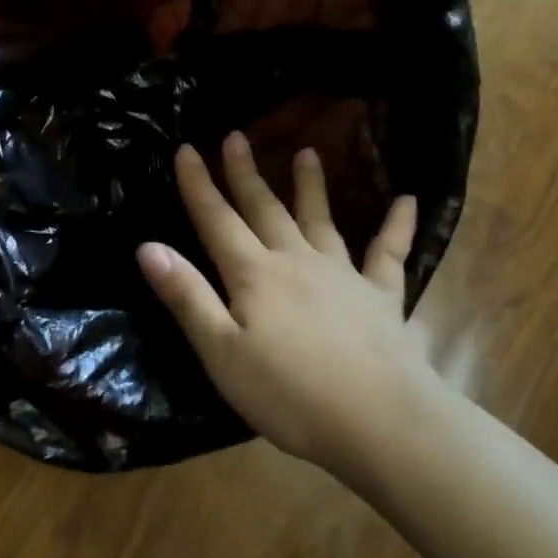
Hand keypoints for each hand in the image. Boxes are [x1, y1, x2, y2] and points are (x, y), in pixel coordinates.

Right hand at [137, 133, 444, 474]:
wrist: (379, 421)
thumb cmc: (288, 394)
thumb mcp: (221, 352)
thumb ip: (186, 296)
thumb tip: (148, 246)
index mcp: (254, 275)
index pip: (217, 220)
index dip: (198, 185)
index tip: (186, 148)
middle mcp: (297, 261)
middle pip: (265, 209)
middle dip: (246, 173)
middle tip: (237, 136)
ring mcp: (344, 275)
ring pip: (321, 220)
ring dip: (311, 187)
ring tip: (308, 152)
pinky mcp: (382, 297)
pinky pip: (389, 254)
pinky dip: (398, 226)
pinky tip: (409, 201)